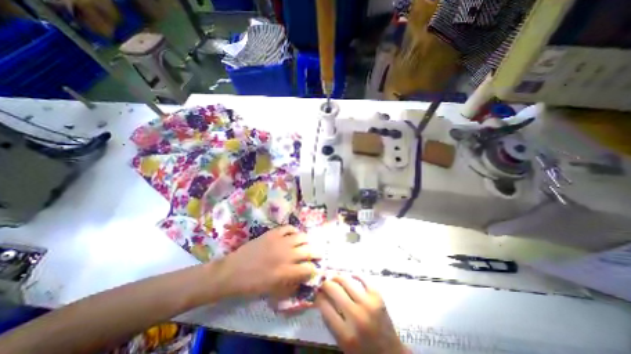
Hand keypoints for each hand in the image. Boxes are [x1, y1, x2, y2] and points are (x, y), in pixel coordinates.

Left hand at [216, 227, 317, 297]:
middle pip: (309, 250)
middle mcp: (286, 255)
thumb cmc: (252, 285)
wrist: (233, 271)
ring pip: (302, 236)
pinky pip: (288, 227)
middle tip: (317, 254)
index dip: (314, 269)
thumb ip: (290, 285)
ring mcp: (280, 241)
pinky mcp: (273, 233)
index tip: (314, 269)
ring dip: (307, 241)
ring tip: (307, 243)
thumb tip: (302, 278)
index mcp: (286, 272)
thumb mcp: (272, 291)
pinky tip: (294, 234)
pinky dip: (294, 230)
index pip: (308, 269)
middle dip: (316, 253)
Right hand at [316, 277, 408, 353]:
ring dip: (337, 277)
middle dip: (325, 284)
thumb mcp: (342, 342)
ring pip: (346, 280)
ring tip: (334, 278)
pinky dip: (355, 275)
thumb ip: (330, 321)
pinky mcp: (378, 296)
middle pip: (333, 289)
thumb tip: (321, 296)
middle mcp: (356, 317)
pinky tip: (350, 276)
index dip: (318, 296)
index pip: (324, 306)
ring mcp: (368, 304)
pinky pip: (363, 278)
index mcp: (345, 334)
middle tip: (323, 283)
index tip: (317, 293)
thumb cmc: (362, 350)